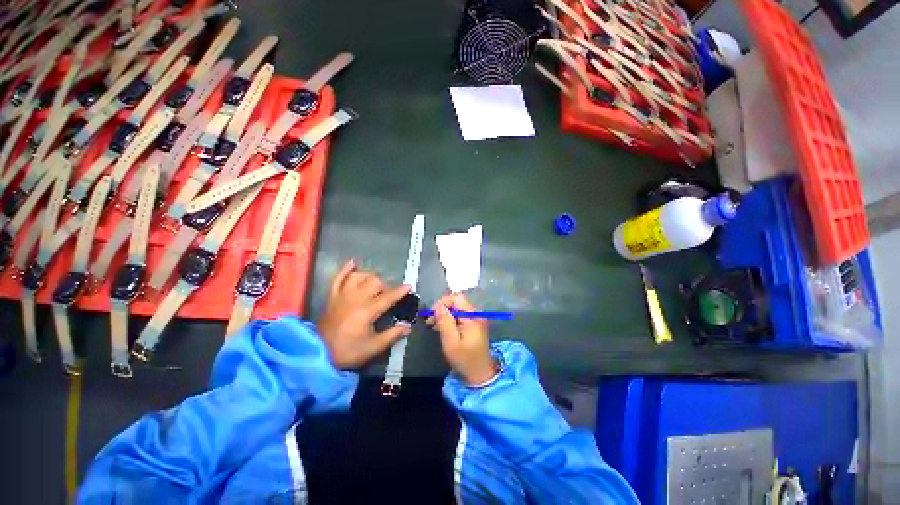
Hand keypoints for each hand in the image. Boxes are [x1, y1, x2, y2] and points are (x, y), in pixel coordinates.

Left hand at [317, 260, 410, 368]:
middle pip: (374, 282)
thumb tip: (407, 326)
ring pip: (359, 277)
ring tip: (374, 285)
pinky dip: (346, 269)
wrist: (317, 354)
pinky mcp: (332, 297)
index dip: (399, 291)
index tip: (409, 286)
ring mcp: (342, 296)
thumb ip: (392, 335)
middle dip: (384, 286)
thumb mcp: (373, 347)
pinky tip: (353, 263)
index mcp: (367, 311)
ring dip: (369, 278)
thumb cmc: (348, 351)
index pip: (387, 297)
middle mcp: (355, 298)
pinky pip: (338, 278)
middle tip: (386, 296)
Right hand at [429, 293, 497, 385]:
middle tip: (430, 322)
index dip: (443, 302)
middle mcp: (476, 313)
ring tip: (434, 326)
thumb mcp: (451, 342)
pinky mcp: (474, 324)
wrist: (480, 375)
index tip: (432, 314)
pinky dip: (450, 320)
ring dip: (445, 315)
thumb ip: (445, 322)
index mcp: (473, 316)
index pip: (457, 298)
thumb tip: (438, 306)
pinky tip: (442, 329)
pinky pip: (460, 316)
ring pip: (457, 309)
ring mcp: (476, 319)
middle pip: (457, 302)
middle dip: (442, 309)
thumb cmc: (465, 360)